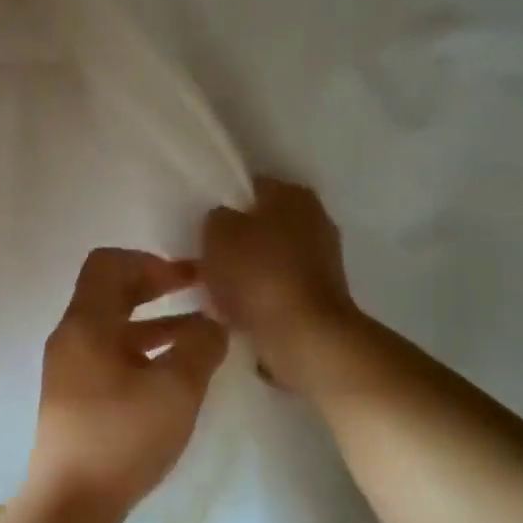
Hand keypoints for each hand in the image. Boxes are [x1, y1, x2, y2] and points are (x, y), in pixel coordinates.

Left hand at [25, 248, 228, 515]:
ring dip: (155, 322)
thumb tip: (212, 324)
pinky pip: (110, 355)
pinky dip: (142, 350)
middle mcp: (71, 337)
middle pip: (110, 292)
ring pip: (113, 326)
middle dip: (156, 287)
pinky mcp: (74, 396)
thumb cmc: (122, 437)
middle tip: (198, 293)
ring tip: (199, 333)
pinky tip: (174, 371)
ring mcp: (69, 368)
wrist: (70, 503)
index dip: (151, 262)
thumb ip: (201, 346)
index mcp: (86, 323)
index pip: (109, 263)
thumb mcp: (176, 389)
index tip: (187, 279)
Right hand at [202, 178, 361, 391]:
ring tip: (213, 290)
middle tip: (203, 259)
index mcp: (292, 194)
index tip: (200, 226)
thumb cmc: (258, 274)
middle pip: (261, 224)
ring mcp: (322, 258)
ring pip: (268, 257)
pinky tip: (236, 311)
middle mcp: (315, 218)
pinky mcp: (320, 294)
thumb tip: (223, 221)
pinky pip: (278, 287)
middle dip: (234, 241)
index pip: (249, 187)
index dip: (222, 204)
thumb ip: (216, 218)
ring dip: (244, 272)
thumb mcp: (218, 234)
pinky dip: (259, 296)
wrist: (303, 335)